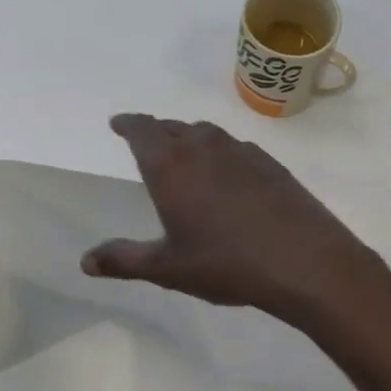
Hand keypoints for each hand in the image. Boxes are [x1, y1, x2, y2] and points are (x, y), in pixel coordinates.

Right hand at [82, 114, 385, 322]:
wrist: (304, 262)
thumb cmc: (226, 263)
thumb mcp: (168, 267)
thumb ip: (124, 261)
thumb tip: (85, 262)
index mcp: (171, 166)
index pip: (142, 130)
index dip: (128, 124)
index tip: (118, 123)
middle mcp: (204, 147)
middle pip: (173, 127)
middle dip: (156, 132)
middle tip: (147, 142)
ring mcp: (242, 151)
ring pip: (206, 134)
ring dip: (190, 140)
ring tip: (186, 157)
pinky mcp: (271, 163)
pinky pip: (236, 148)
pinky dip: (222, 154)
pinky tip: (228, 177)